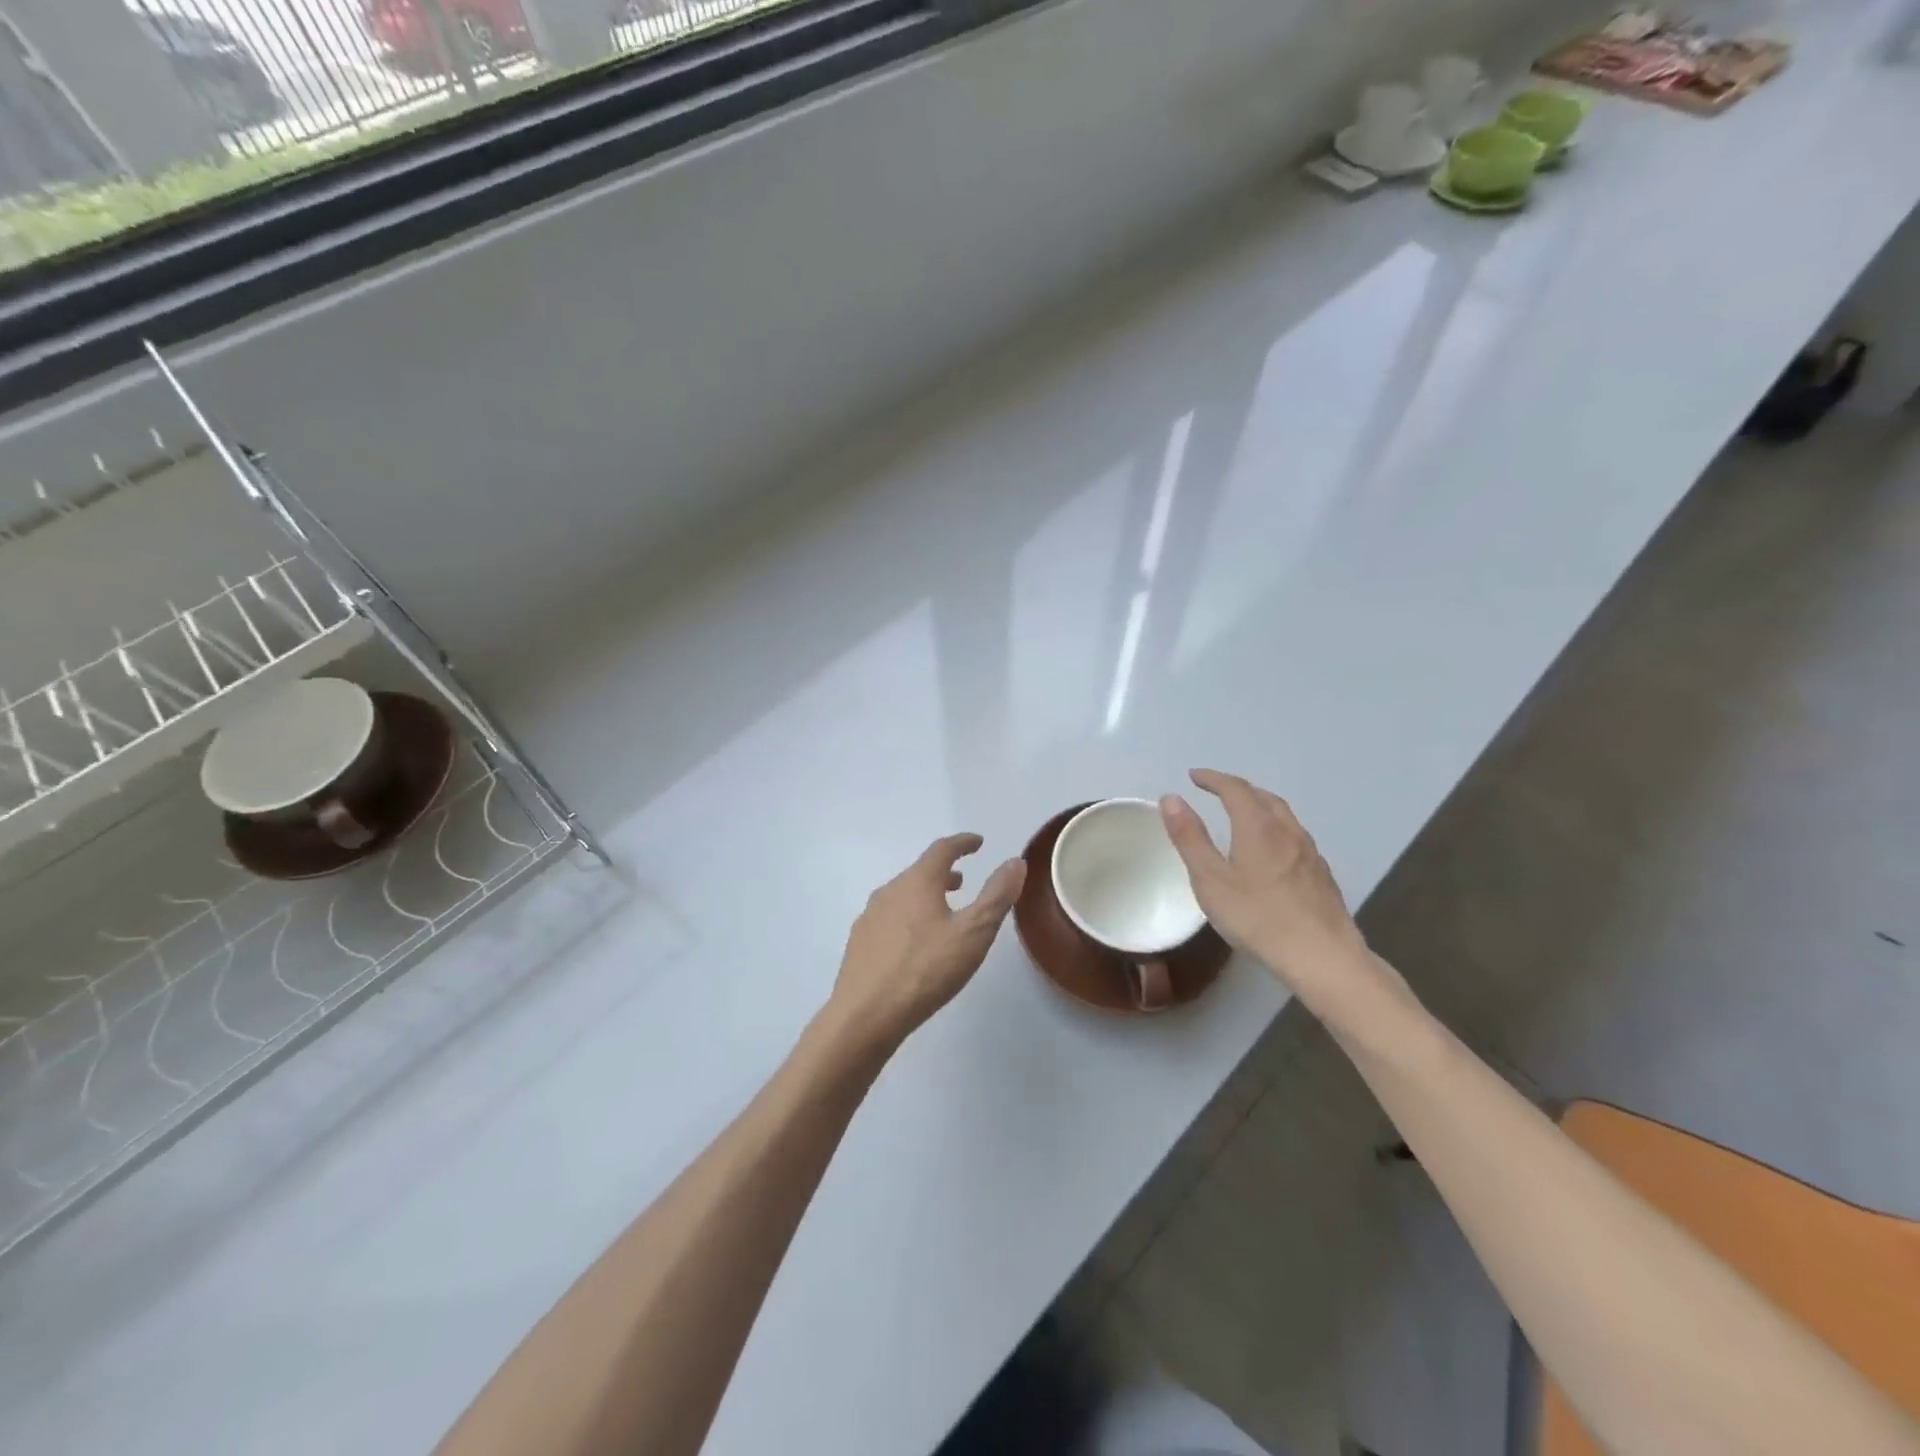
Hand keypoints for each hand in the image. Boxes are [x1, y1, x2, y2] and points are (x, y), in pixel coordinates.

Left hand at [826, 834, 1025, 1054]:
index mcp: (917, 882)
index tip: (977, 843)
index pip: (942, 849)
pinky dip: (909, 916)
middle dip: (943, 872)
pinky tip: (914, 944)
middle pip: (920, 871)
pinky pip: (889, 917)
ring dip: (925, 895)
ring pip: (903, 894)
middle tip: (962, 882)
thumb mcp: (973, 934)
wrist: (864, 1016)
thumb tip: (1015, 862)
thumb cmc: (925, 970)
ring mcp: (870, 916)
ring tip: (942, 912)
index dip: (962, 843)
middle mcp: (890, 890)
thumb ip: (996, 896)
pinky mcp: (859, 942)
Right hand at [1160, 770, 1405, 1021]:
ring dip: (1259, 805)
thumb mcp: (1210, 880)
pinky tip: (1272, 850)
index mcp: (1258, 827)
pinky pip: (1295, 836)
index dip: (1213, 779)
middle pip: (1263, 797)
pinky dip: (1275, 828)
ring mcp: (1310, 852)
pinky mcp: (1322, 874)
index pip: (1235, 789)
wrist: (1323, 957)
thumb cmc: (1258, 918)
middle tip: (1216, 791)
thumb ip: (1190, 838)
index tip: (1194, 776)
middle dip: (1238, 788)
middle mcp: (1288, 831)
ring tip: (1243, 814)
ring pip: (1283, 815)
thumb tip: (1171, 798)